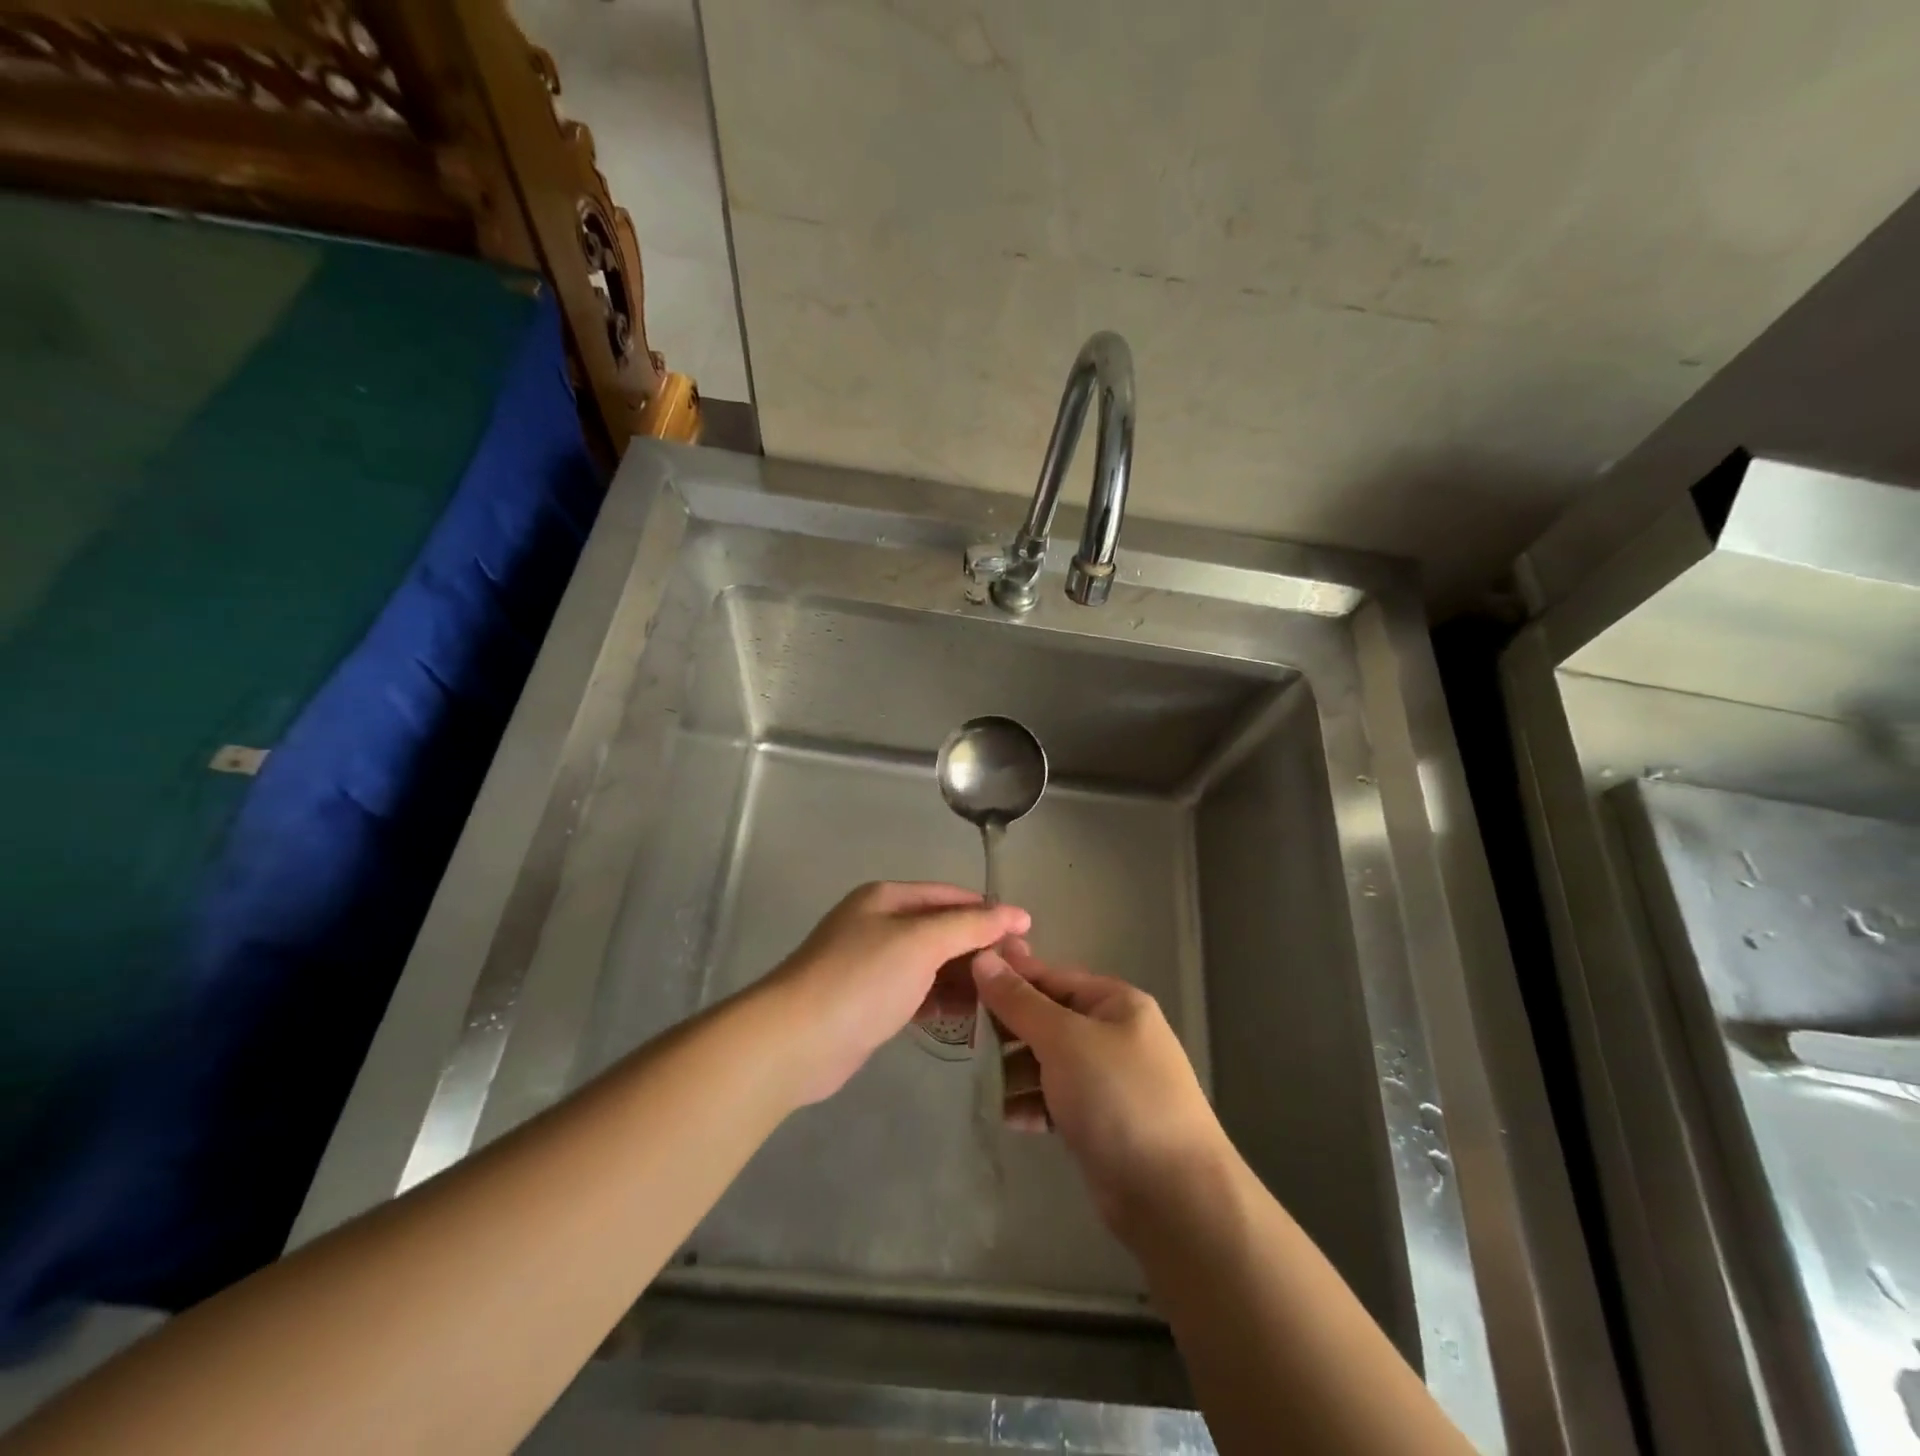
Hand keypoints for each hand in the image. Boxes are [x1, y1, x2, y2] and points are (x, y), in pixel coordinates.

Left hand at [761, 882, 1029, 1104]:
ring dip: (962, 978)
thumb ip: (971, 926)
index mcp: (888, 898)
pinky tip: (964, 1018)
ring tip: (997, 1000)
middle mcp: (879, 923)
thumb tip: (1017, 913)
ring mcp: (872, 964)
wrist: (795, 1041)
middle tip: (1018, 976)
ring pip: (931, 964)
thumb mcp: (921, 942)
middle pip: (942, 929)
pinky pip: (916, 992)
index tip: (1027, 938)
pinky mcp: (869, 1001)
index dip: (990, 914)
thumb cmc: (862, 979)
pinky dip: (940, 1000)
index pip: (951, 897)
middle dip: (978, 949)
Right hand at [973, 941, 1228, 1238]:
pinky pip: (1055, 1100)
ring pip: (1048, 1062)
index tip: (962, 982)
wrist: (1173, 1197)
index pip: (1051, 977)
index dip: (1009, 978)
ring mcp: (1107, 1080)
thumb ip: (1019, 1001)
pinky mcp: (1099, 1122)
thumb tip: (982, 957)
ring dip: (1014, 1070)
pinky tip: (1006, 1116)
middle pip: (1047, 1019)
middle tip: (962, 1036)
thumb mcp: (1064, 1039)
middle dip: (1007, 1029)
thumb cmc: (1118, 1097)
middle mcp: (1112, 1034)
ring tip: (978, 1081)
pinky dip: (1031, 1104)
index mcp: (1114, 1002)